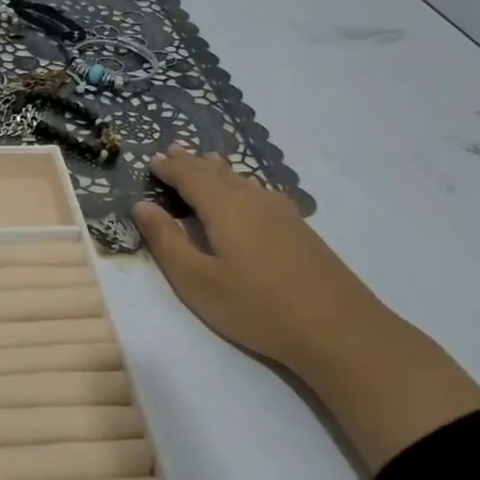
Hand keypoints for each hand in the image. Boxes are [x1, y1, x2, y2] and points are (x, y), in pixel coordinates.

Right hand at [133, 146, 388, 373]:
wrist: (337, 329)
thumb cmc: (255, 306)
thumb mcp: (196, 280)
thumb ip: (166, 241)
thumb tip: (142, 205)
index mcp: (225, 207)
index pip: (190, 176)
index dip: (169, 168)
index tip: (151, 160)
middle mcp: (254, 200)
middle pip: (218, 172)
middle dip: (192, 162)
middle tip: (173, 150)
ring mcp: (282, 213)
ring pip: (242, 180)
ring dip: (217, 170)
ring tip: (205, 161)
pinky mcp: (299, 229)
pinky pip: (258, 192)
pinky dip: (239, 184)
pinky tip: (245, 194)